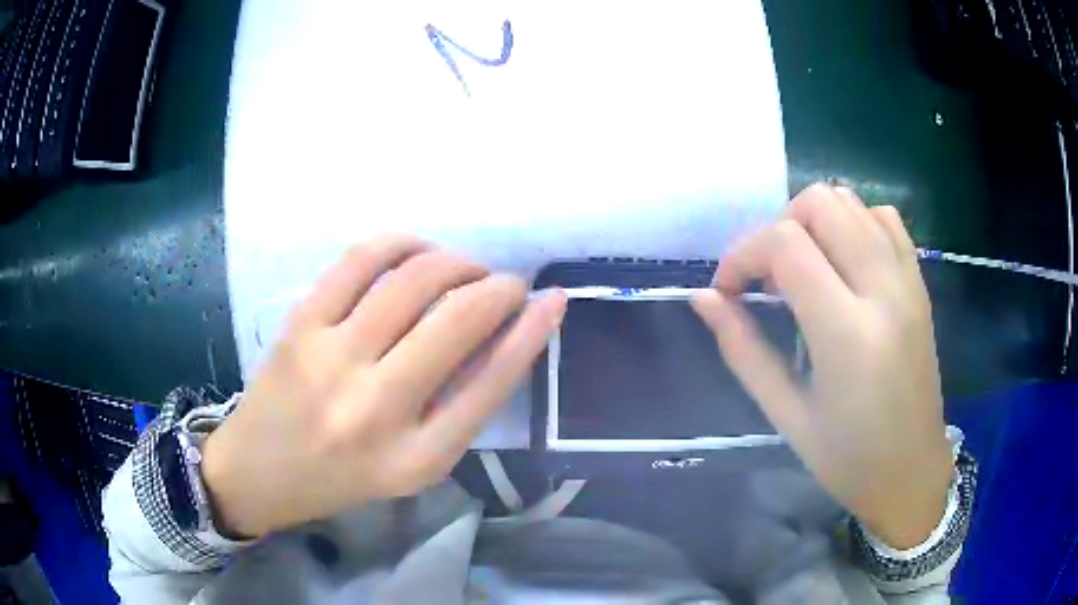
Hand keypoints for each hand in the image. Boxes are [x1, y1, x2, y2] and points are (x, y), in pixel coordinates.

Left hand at [201, 236, 566, 537]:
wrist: (258, 471)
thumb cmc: (342, 477)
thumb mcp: (413, 465)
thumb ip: (460, 408)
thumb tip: (508, 336)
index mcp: (416, 458)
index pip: (492, 382)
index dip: (532, 332)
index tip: (553, 300)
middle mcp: (377, 409)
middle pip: (459, 320)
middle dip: (500, 288)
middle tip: (507, 285)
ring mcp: (332, 359)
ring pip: (415, 279)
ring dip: (457, 262)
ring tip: (465, 270)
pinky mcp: (301, 325)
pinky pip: (362, 261)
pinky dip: (403, 244)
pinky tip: (417, 252)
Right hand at [691, 184, 951, 548]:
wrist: (912, 472)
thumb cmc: (847, 459)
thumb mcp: (786, 415)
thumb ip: (742, 350)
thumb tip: (703, 298)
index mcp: (847, 333)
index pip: (786, 244)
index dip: (743, 254)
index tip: (728, 291)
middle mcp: (883, 290)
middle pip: (821, 203)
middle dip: (778, 228)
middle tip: (767, 278)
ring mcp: (907, 281)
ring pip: (852, 202)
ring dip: (814, 222)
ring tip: (802, 270)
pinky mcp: (919, 283)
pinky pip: (884, 219)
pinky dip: (853, 223)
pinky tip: (842, 262)